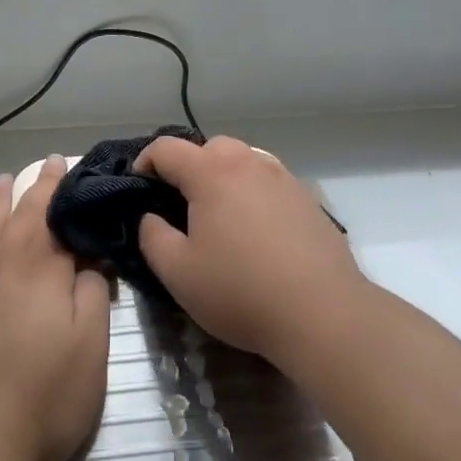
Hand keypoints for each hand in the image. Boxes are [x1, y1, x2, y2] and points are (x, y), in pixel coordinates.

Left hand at [0, 157, 111, 460]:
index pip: (53, 217)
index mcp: (40, 271)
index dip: (60, 190)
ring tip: (1, 183)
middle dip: (31, 189)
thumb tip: (88, 259)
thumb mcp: (91, 349)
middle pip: (16, 217)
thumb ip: (92, 295)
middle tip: (42, 166)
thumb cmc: (42, 397)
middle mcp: (0, 268)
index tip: (66, 166)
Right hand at [136, 134, 366, 363]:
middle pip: (209, 147)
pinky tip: (255, 229)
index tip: (138, 187)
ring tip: (219, 215)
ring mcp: (284, 178)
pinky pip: (269, 181)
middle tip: (179, 204)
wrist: (323, 313)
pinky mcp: (308, 199)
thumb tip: (150, 217)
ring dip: (223, 176)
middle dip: (188, 166)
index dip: (145, 162)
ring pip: (243, 160)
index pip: (167, 149)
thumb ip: (152, 236)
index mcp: (212, 173)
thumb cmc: (240, 291)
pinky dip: (252, 192)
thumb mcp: (178, 272)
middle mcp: (249, 163)